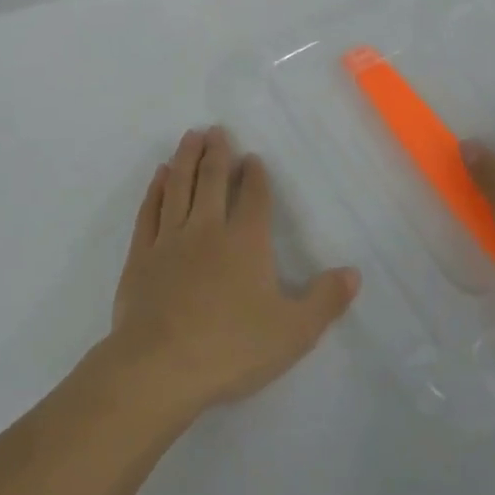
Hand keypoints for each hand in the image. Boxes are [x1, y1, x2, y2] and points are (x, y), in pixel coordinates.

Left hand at [106, 128, 359, 419]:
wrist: (160, 365)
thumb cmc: (232, 348)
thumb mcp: (293, 332)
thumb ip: (325, 300)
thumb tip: (353, 272)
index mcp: (245, 243)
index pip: (253, 197)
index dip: (254, 175)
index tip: (252, 157)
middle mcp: (207, 229)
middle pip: (211, 180)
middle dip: (216, 152)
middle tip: (215, 129)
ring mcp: (169, 238)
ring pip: (178, 186)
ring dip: (185, 158)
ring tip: (190, 136)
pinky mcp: (141, 254)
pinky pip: (149, 211)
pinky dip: (155, 189)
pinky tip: (159, 176)